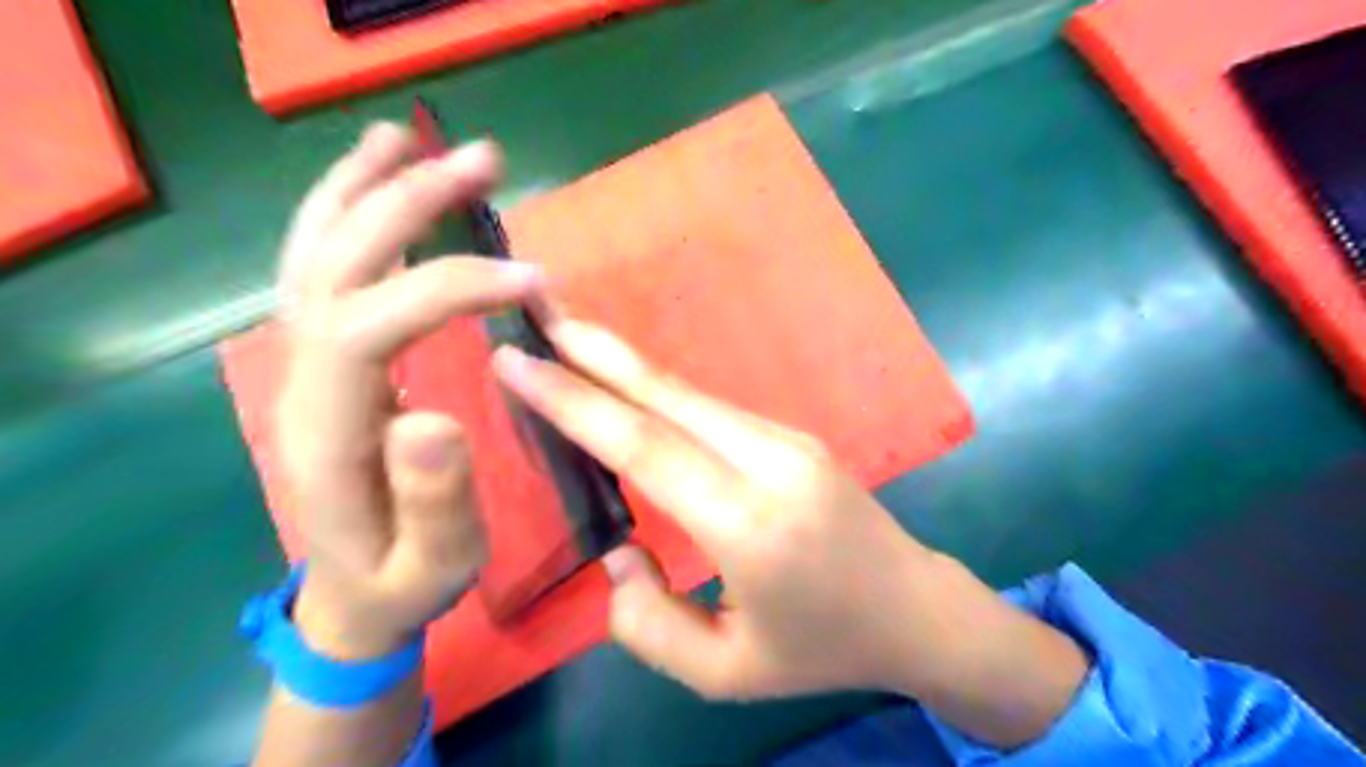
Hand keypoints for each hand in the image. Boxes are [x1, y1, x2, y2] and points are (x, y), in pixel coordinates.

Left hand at [271, 124, 542, 657]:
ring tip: (410, 137)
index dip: (449, 288)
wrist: (354, 592)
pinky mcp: (327, 357)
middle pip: (337, 265)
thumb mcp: (435, 564)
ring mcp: (306, 362)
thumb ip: (433, 500)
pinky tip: (376, 180)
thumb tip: (434, 415)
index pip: (371, 324)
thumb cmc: (404, 579)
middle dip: (407, 203)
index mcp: (330, 429)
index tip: (530, 282)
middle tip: (484, 161)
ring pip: (314, 253)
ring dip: (362, 188)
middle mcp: (303, 379)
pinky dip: (343, 212)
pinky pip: (321, 268)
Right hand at [493, 323, 1089, 748]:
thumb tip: (618, 548)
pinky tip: (629, 387)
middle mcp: (769, 463)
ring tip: (568, 339)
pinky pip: (713, 411)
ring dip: (625, 366)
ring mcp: (788, 440)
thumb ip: (650, 623)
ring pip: (689, 396)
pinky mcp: (795, 436)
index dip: (574, 400)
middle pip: (666, 396)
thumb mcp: (725, 672)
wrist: (915, 609)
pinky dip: (660, 393)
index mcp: (749, 525)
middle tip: (536, 310)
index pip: (643, 448)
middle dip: (594, 352)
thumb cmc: (821, 648)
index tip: (517, 363)